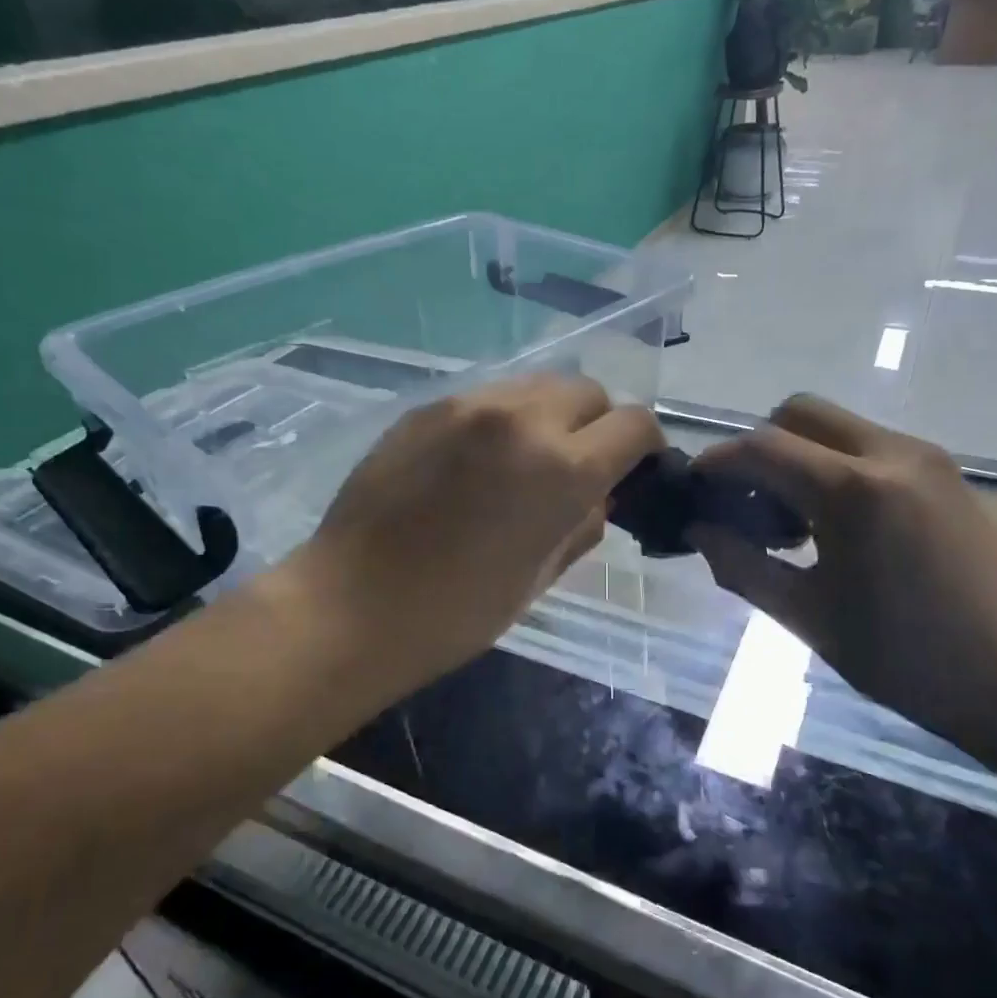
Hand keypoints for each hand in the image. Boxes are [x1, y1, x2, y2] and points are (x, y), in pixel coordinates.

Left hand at [285, 373, 665, 685]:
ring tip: (522, 461)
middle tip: (574, 467)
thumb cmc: (456, 612)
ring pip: (535, 385)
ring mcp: (468, 405)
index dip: (644, 447)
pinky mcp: (426, 408)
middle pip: (587, 391)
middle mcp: (521, 418)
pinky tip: (473, 463)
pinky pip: (486, 398)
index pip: (634, 425)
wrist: (352, 605)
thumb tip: (601, 495)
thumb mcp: (541, 577)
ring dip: (547, 416)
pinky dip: (499, 421)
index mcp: (562, 468)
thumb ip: (584, 524)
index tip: (632, 471)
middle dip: (596, 424)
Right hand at [689, 396, 996, 751]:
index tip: (694, 489)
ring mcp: (927, 457)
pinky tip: (837, 524)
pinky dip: (836, 465)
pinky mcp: (948, 472)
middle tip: (747, 502)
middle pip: (799, 412)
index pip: (762, 447)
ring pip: (837, 425)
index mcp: (853, 491)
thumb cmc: (907, 659)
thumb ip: (742, 565)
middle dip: (759, 447)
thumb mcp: (808, 617)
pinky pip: (871, 445)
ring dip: (799, 455)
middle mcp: (891, 453)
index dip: (717, 462)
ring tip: (791, 520)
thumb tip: (698, 530)